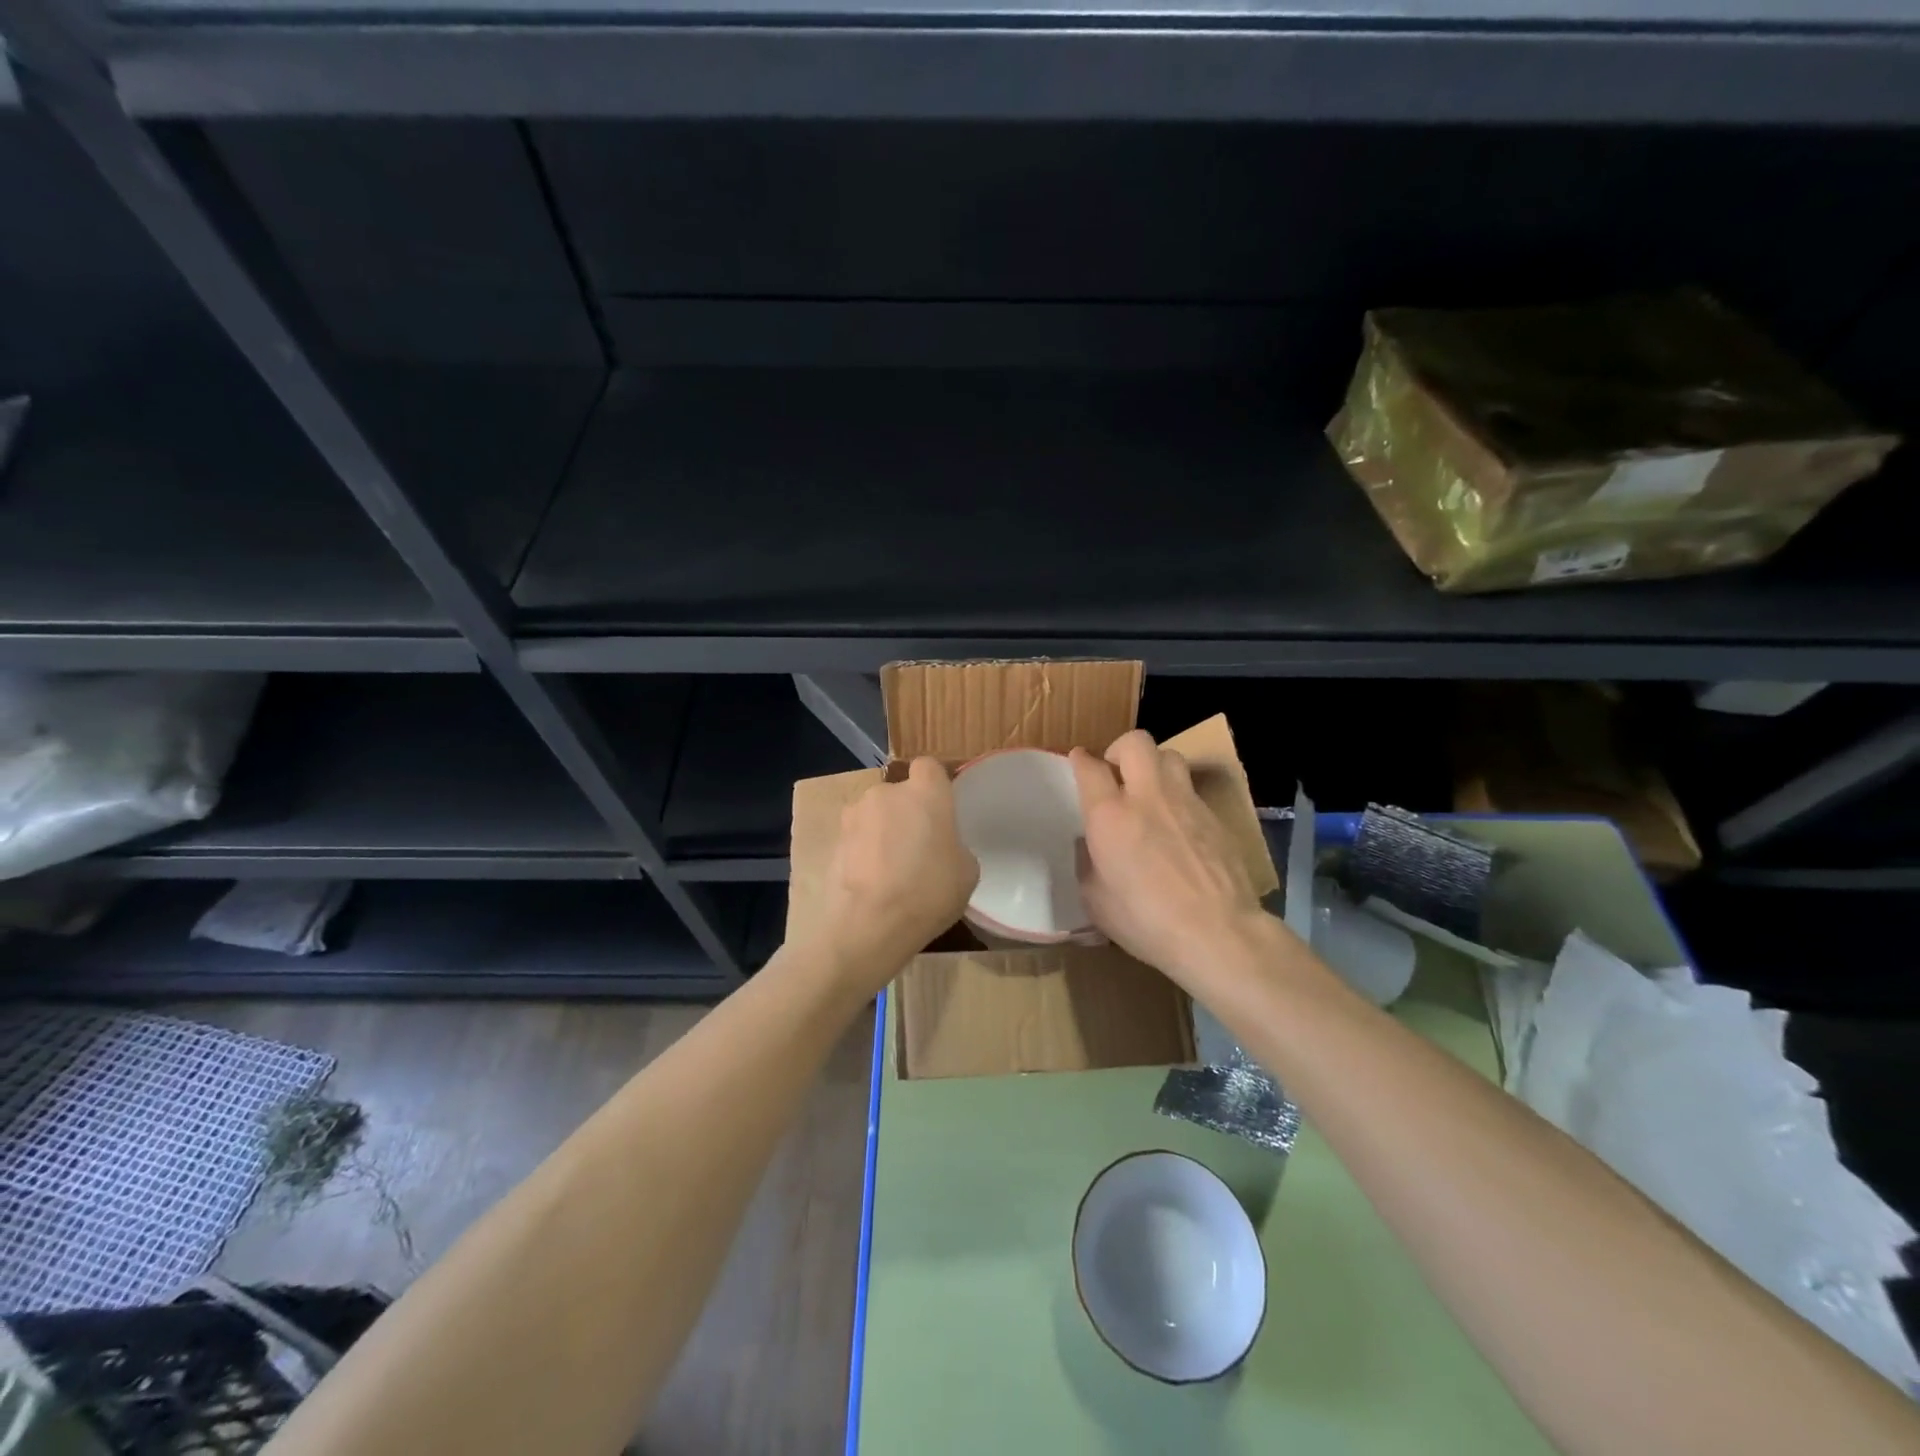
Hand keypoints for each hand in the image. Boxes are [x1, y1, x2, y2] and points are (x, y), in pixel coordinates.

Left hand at [815, 757, 978, 995]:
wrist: (868, 925)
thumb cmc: (928, 892)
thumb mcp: (966, 872)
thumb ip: (954, 846)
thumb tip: (942, 848)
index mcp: (926, 792)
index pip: (930, 767)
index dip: (935, 786)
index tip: (942, 812)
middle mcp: (887, 792)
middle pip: (900, 793)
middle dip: (908, 813)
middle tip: (919, 848)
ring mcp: (855, 814)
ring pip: (876, 815)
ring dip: (883, 832)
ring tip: (892, 870)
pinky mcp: (833, 840)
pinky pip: (857, 838)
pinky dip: (864, 852)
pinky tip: (873, 882)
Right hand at [1071, 730, 1275, 994]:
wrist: (1217, 933)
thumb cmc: (1146, 922)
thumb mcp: (1096, 901)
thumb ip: (1088, 863)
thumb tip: (1091, 845)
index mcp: (1109, 815)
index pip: (1089, 767)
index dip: (1080, 760)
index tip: (1078, 763)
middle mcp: (1147, 796)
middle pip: (1134, 742)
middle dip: (1120, 750)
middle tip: (1117, 775)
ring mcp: (1186, 802)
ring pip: (1169, 756)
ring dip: (1154, 766)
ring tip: (1150, 792)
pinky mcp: (1215, 816)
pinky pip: (1192, 790)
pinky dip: (1179, 798)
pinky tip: (1178, 826)